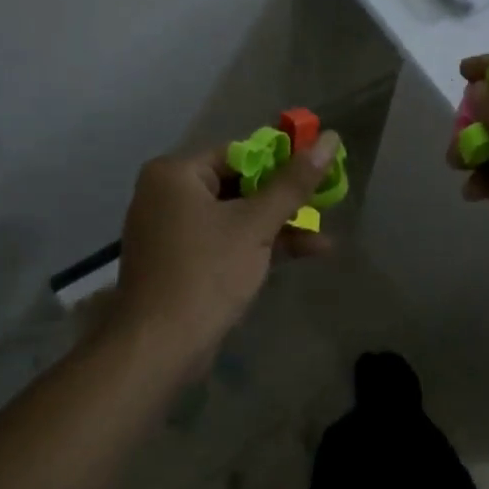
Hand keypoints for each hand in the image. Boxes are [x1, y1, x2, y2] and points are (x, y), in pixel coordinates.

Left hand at [113, 133, 340, 366]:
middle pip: (239, 184)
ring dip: (279, 225)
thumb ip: (294, 183)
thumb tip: (330, 138)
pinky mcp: (183, 263)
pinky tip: (307, 252)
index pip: (238, 153)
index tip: (318, 169)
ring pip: (236, 216)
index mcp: (175, 174)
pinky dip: (260, 245)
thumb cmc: (206, 274)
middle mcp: (168, 195)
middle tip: (326, 199)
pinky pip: (227, 241)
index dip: (281, 161)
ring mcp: (174, 231)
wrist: (158, 350)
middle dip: (284, 198)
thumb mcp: (256, 224)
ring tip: (325, 233)